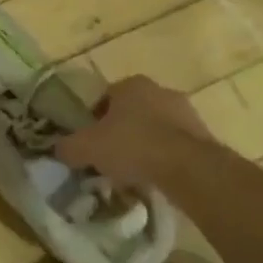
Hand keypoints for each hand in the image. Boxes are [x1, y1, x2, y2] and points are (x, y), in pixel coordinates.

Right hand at [55, 75, 215, 188]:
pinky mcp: (204, 136)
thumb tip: (59, 149)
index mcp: (131, 84)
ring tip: (134, 172)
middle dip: (121, 131)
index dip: (94, 119)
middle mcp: (160, 90)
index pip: (105, 97)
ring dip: (145, 145)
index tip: (90, 141)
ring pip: (155, 128)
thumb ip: (68, 147)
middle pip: (132, 112)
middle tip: (110, 157)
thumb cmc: (132, 146)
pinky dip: (165, 158)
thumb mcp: (87, 148)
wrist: (188, 168)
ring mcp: (186, 112)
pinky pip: (175, 145)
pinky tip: (156, 178)